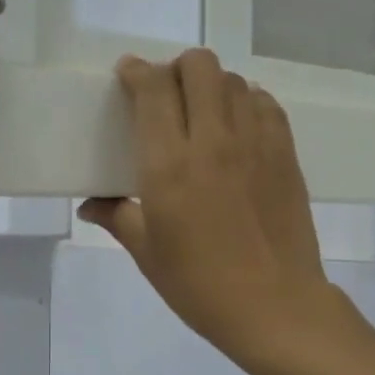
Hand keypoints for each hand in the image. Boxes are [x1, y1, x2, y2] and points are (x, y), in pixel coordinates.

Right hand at [80, 49, 342, 366]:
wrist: (275, 307)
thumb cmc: (200, 285)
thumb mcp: (148, 253)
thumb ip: (117, 217)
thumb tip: (90, 205)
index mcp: (169, 164)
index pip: (153, 89)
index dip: (137, 71)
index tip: (128, 75)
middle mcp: (213, 141)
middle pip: (199, 67)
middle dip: (177, 68)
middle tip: (169, 94)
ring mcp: (255, 143)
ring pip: (234, 80)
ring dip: (213, 85)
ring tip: (204, 111)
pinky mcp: (285, 154)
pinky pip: (266, 105)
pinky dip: (248, 102)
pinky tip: (239, 126)